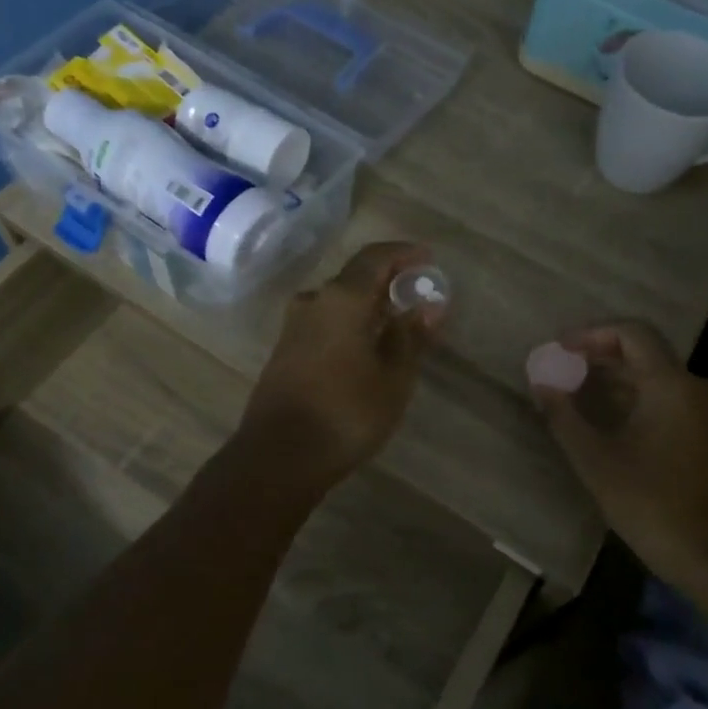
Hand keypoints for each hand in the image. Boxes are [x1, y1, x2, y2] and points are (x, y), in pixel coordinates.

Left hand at [240, 242, 442, 487]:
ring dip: (367, 303)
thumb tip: (428, 305)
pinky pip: (324, 321)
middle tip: (416, 294)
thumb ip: (410, 336)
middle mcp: (314, 301)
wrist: (279, 455)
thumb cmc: (346, 412)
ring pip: (337, 300)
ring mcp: (294, 325)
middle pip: (354, 277)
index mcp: (342, 298)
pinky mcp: (285, 350)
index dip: (403, 253)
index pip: (375, 257)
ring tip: (395, 323)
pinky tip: (365, 346)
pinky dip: (349, 322)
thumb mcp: (393, 377)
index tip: (427, 258)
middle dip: (387, 280)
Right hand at [529, 321, 707, 584]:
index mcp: (672, 384)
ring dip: (618, 380)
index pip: (632, 333)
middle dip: (601, 357)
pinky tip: (612, 421)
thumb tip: (540, 383)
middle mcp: (697, 387)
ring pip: (658, 378)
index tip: (561, 349)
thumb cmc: (653, 504)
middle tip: (564, 370)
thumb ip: (564, 416)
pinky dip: (638, 398)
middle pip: (645, 353)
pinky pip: (671, 399)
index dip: (592, 334)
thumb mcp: (596, 460)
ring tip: (579, 394)